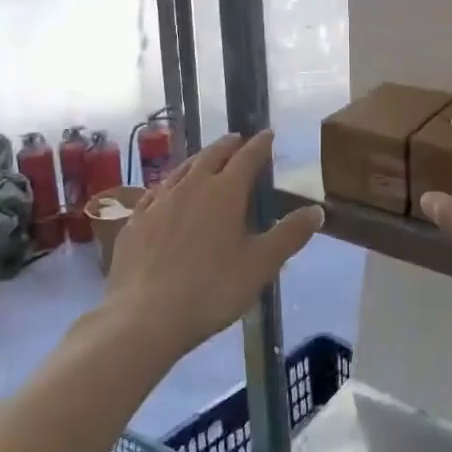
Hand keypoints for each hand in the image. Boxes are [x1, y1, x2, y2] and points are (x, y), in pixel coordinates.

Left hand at [105, 131, 323, 355]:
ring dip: (198, 160)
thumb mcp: (261, 265)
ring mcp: (158, 203)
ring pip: (182, 170)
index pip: (247, 157)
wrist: (144, 317)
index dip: (260, 145)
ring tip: (205, 158)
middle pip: (212, 156)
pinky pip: (155, 193)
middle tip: (238, 140)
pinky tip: (165, 192)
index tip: (268, 134)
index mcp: (225, 192)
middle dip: (228, 146)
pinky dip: (168, 185)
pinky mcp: (135, 223)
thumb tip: (316, 210)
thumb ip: (289, 235)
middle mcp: (191, 187)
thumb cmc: (211, 289)